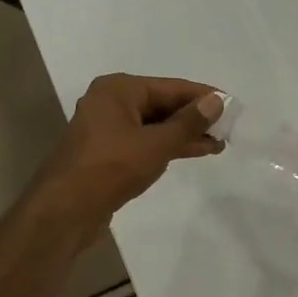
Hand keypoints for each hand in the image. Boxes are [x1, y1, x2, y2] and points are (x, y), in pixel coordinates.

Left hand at [36, 74, 225, 228]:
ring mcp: (106, 128)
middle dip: (194, 117)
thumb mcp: (156, 144)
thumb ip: (188, 122)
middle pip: (162, 104)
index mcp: (118, 89)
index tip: (232, 105)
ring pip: (154, 125)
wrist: (65, 210)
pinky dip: (166, 146)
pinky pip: (144, 141)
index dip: (203, 96)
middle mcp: (110, 102)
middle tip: (228, 129)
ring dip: (183, 134)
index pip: (171, 87)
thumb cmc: (111, 168)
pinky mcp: (106, 152)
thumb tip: (216, 101)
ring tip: (217, 145)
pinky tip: (191, 152)